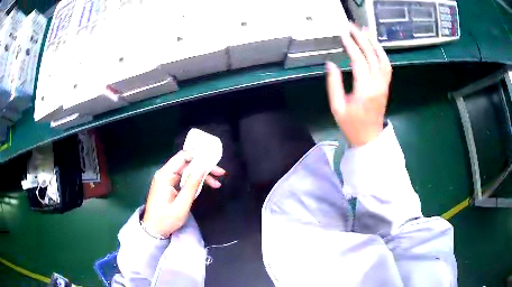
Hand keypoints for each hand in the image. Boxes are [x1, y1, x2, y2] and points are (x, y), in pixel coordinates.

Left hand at [142, 150, 225, 236]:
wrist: (153, 230)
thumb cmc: (166, 219)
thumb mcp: (182, 205)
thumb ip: (192, 185)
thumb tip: (203, 168)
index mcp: (165, 175)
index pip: (183, 157)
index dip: (199, 157)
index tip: (213, 162)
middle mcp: (164, 173)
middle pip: (186, 163)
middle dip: (204, 167)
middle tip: (220, 174)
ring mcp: (166, 179)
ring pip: (186, 170)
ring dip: (201, 175)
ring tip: (216, 183)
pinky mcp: (168, 185)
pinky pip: (183, 177)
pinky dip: (194, 180)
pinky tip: (205, 185)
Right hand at [326, 23, 391, 146]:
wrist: (369, 138)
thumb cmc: (351, 125)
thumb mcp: (337, 107)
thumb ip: (334, 84)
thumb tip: (330, 64)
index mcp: (364, 90)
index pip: (359, 61)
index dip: (351, 46)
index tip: (343, 34)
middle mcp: (377, 85)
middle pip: (372, 56)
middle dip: (362, 38)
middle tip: (352, 26)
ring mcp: (384, 85)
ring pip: (382, 59)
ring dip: (374, 43)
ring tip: (365, 30)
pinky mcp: (386, 86)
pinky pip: (387, 66)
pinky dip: (382, 53)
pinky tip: (375, 45)